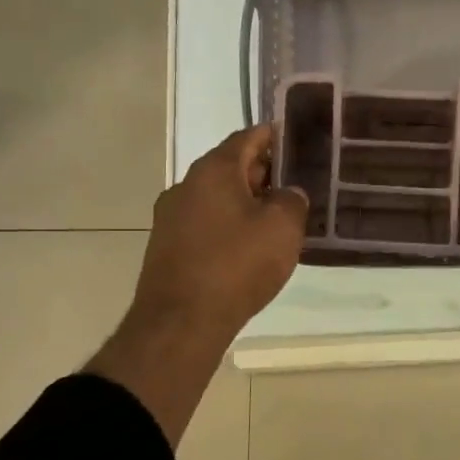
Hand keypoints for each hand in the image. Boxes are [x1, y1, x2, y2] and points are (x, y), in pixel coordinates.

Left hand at [87, 126, 306, 444]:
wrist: (180, 323)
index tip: (294, 140)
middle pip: (229, 167)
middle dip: (261, 173)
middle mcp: (186, 185)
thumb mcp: (282, 228)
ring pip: (216, 198)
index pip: (247, 137)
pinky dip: (227, 226)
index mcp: (213, 170)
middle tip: (292, 185)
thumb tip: (287, 194)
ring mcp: (170, 217)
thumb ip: (291, 200)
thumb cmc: (236, 265)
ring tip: (274, 219)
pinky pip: (204, 224)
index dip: (272, 136)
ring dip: (243, 203)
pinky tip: (246, 248)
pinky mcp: (165, 247)